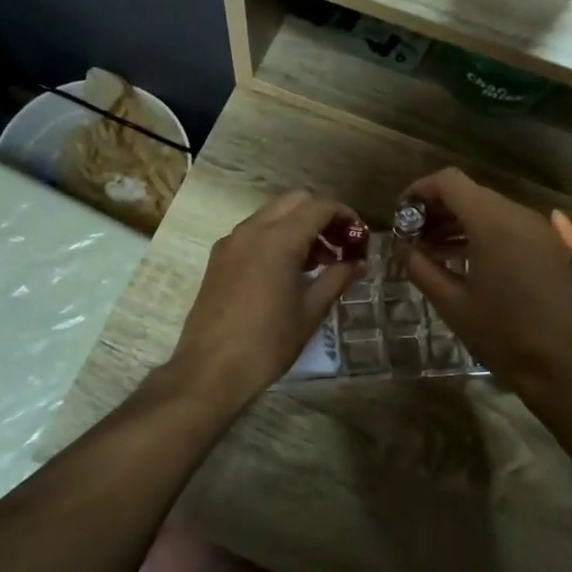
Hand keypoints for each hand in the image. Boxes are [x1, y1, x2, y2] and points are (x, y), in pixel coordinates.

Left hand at [166, 190, 363, 410]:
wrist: (210, 370)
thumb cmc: (268, 343)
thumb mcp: (311, 311)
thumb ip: (338, 278)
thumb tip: (359, 262)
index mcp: (278, 239)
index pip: (320, 207)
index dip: (346, 216)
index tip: (361, 239)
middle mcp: (252, 230)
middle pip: (295, 201)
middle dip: (322, 216)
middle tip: (340, 246)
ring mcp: (231, 242)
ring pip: (272, 215)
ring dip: (299, 226)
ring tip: (319, 263)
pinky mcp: (218, 258)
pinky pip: (253, 233)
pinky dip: (276, 238)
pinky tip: (288, 271)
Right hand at [399, 168, 571, 399]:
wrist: (558, 364)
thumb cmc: (500, 334)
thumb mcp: (450, 302)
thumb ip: (420, 267)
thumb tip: (401, 248)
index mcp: (492, 223)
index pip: (450, 181)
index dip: (420, 190)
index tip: (401, 213)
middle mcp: (519, 215)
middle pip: (470, 192)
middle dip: (437, 208)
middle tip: (412, 236)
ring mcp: (539, 228)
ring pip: (490, 208)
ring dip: (459, 221)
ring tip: (432, 249)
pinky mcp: (550, 245)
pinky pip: (510, 225)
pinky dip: (483, 232)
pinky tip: (466, 257)